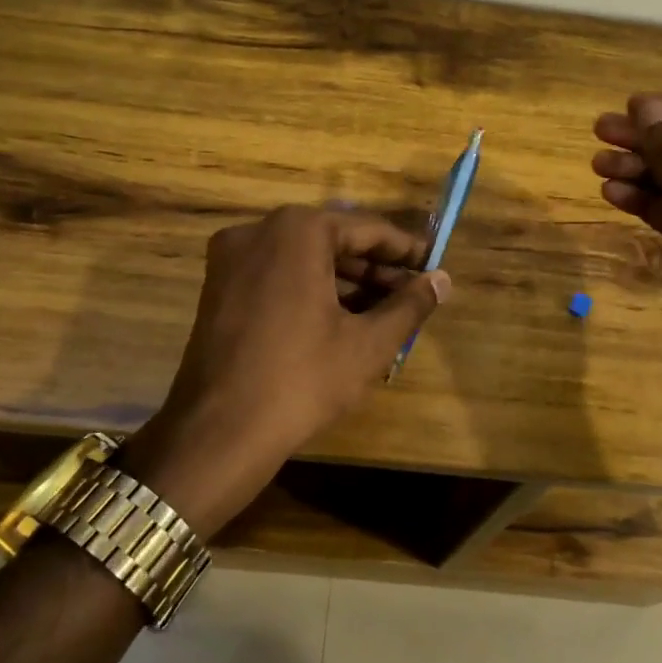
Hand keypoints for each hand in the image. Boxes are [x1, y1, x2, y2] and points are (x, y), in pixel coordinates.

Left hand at [119, 206, 450, 536]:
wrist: (219, 432)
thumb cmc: (302, 379)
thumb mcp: (368, 343)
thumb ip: (410, 305)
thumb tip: (443, 280)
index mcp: (297, 231)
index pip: (366, 230)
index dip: (405, 250)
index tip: (433, 266)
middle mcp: (259, 230)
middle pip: (332, 241)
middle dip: (375, 269)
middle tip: (413, 294)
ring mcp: (231, 258)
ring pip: (304, 259)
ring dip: (345, 282)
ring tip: (386, 311)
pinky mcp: (218, 287)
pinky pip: (277, 275)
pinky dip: (311, 290)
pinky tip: (343, 318)